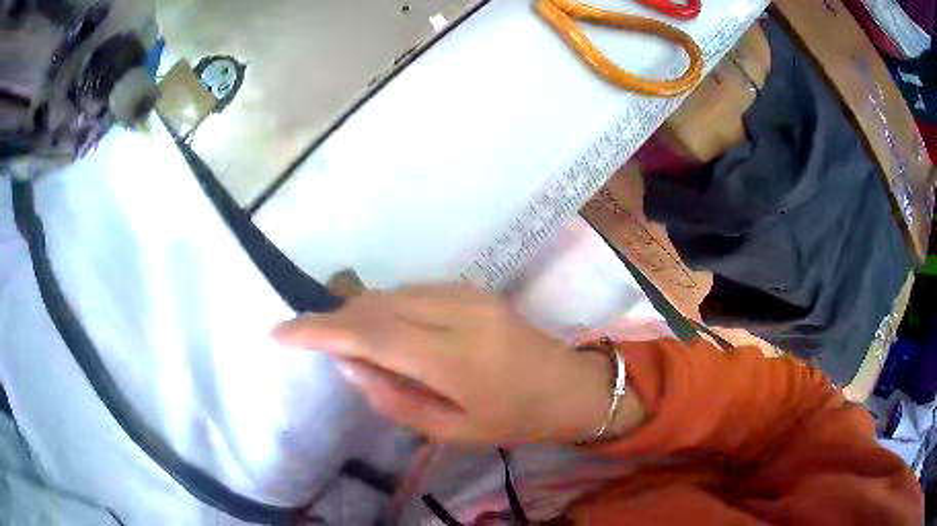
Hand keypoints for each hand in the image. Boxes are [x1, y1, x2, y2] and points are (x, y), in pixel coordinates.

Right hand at [273, 285, 627, 444]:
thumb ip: (392, 398)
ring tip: (345, 341)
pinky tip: (383, 331)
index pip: (370, 335)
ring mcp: (467, 294)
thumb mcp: (451, 429)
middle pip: (374, 306)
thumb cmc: (513, 420)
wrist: (569, 385)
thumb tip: (347, 363)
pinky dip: (385, 308)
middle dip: (333, 320)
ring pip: (390, 294)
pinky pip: (412, 292)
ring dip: (358, 313)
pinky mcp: (472, 288)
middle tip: (310, 341)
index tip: (279, 332)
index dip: (318, 331)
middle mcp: (457, 313)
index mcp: (454, 358)